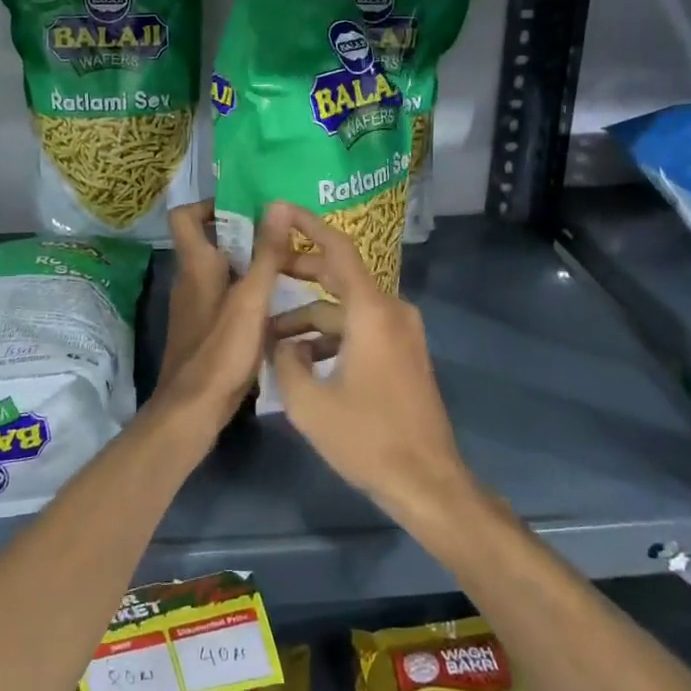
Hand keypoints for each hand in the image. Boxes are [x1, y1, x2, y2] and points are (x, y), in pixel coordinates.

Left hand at [146, 202, 292, 447]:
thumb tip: (276, 203)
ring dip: (252, 269)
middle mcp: (191, 281)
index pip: (185, 216)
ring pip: (224, 274)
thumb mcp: (252, 298)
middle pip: (212, 244)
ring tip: (292, 272)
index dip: (210, 205)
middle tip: (284, 240)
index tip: (246, 209)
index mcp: (196, 265)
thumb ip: (266, 253)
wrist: (193, 410)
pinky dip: (250, 298)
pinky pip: (228, 300)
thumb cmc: (221, 349)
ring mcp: (196, 308)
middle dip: (246, 237)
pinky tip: (280, 311)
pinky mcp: (205, 332)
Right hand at [270, 204, 474, 525]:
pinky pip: (361, 329)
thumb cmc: (367, 438)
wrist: (427, 482)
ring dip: (310, 316)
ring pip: (347, 309)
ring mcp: (401, 333)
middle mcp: (391, 311)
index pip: (338, 249)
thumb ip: (285, 360)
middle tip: (263, 268)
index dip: (307, 224)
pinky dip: (331, 336)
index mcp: (371, 311)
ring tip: (270, 336)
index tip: (279, 209)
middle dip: (300, 271)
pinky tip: (302, 361)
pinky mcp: (403, 353)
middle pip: (340, 275)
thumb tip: (281, 341)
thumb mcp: (309, 402)